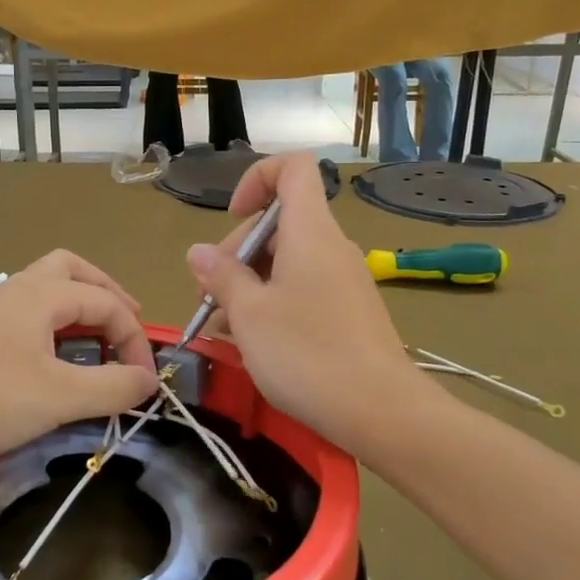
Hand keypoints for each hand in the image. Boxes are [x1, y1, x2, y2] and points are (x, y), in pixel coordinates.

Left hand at [0, 250, 158, 462]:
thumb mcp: (60, 397)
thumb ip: (112, 387)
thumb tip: (149, 381)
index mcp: (42, 294)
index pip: (107, 304)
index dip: (135, 340)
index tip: (145, 381)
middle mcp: (18, 290)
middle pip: (71, 270)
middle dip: (106, 292)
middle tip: (126, 323)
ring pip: (45, 288)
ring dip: (77, 305)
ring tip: (95, 337)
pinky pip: (26, 311)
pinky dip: (53, 322)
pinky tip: (51, 354)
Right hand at [186, 153, 425, 450]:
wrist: (380, 410)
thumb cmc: (307, 354)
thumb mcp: (250, 314)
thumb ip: (221, 276)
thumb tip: (199, 251)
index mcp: (311, 232)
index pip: (293, 168)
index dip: (257, 178)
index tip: (232, 218)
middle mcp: (331, 246)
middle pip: (279, 223)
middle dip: (236, 252)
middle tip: (210, 298)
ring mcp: (343, 280)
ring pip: (287, 262)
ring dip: (249, 284)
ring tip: (220, 327)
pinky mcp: (348, 311)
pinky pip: (303, 289)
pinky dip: (273, 303)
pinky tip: (250, 340)